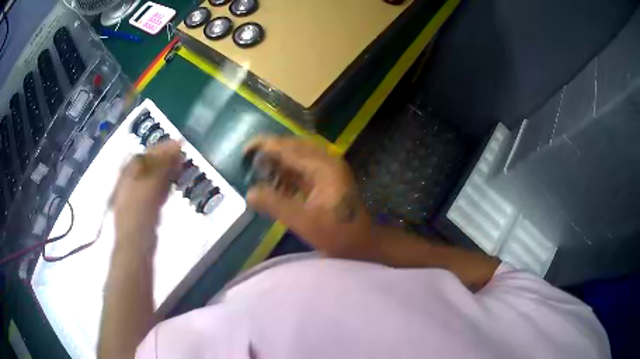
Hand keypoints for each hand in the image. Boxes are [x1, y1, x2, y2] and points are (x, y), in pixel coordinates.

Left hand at [111, 140, 181, 247]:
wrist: (136, 247)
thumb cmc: (138, 215)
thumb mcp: (148, 187)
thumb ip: (160, 167)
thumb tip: (176, 145)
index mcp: (127, 175)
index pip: (144, 155)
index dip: (160, 148)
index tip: (179, 145)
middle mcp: (130, 184)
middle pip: (147, 166)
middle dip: (164, 159)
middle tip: (182, 157)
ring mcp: (136, 198)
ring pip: (152, 179)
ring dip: (165, 172)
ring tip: (180, 168)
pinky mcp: (143, 211)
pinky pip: (154, 192)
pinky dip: (164, 187)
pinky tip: (171, 187)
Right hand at [245, 136, 372, 257]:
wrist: (362, 243)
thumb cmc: (337, 234)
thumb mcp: (303, 222)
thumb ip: (275, 205)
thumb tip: (250, 193)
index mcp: (323, 167)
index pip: (289, 148)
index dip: (265, 146)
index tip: (245, 151)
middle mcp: (326, 161)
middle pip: (293, 147)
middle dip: (270, 152)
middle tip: (249, 162)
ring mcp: (328, 169)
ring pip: (297, 157)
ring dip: (278, 163)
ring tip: (259, 174)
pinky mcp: (326, 179)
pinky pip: (302, 169)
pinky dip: (287, 174)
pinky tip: (275, 185)